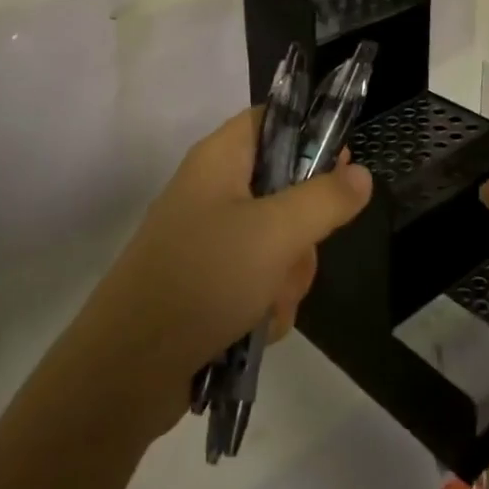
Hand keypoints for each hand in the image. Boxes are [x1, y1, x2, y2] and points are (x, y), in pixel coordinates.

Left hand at [69, 107, 372, 439]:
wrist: (128, 369)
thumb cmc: (204, 277)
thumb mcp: (276, 233)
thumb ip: (325, 199)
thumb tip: (361, 172)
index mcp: (220, 158)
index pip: (272, 119)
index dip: (309, 133)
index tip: (340, 165)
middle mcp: (214, 191)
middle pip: (285, 187)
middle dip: (302, 232)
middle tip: (295, 254)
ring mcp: (210, 239)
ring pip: (278, 242)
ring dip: (286, 277)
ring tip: (266, 304)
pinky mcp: (208, 283)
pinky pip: (259, 280)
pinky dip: (265, 303)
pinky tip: (254, 329)